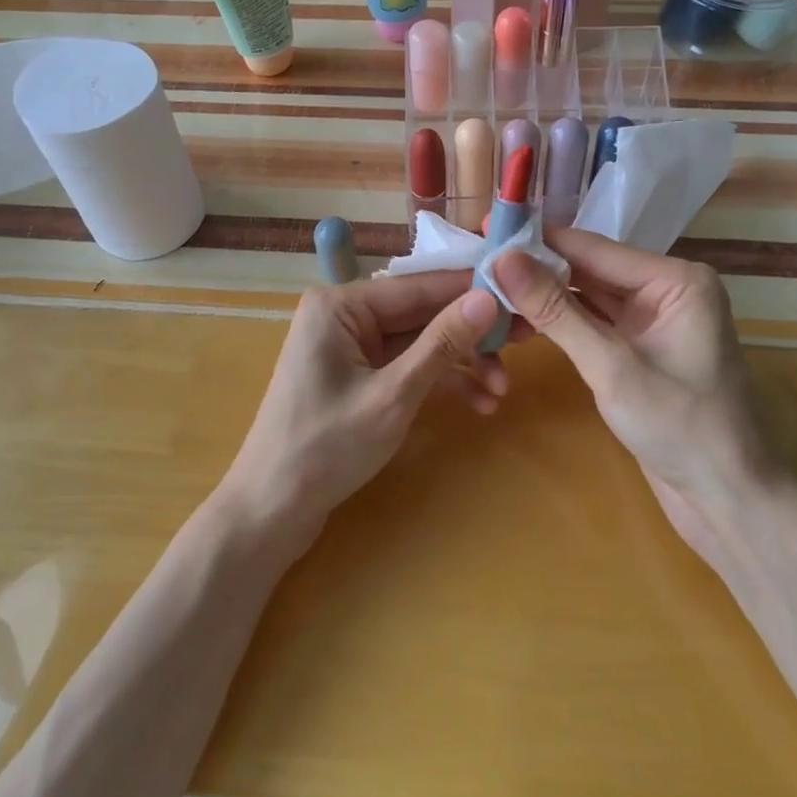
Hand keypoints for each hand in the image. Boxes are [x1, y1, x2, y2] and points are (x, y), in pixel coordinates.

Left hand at [223, 273, 506, 542]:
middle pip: (422, 312)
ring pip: (420, 341)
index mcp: (341, 304)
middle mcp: (344, 314)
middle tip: (525, 341)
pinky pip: (406, 365)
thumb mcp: (393, 396)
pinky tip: (479, 404)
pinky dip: (439, 382)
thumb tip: (488, 297)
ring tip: (502, 391)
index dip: (471, 289)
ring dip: (460, 363)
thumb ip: (442, 344)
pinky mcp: (358, 374)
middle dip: (471, 334)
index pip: (419, 285)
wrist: (271, 511)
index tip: (521, 295)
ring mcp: (350, 345)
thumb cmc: (325, 448)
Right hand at [493, 230, 760, 567]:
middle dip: (537, 269)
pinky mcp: (639, 347)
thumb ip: (556, 310)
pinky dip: (560, 321)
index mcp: (676, 279)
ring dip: (544, 295)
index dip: (539, 240)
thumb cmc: (679, 427)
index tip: (487, 230)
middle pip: (590, 268)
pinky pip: (593, 321)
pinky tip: (521, 318)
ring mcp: (653, 319)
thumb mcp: (611, 366)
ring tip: (490, 286)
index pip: (594, 248)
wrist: (724, 500)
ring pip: (588, 295)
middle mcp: (665, 289)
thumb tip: (504, 259)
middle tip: (480, 262)